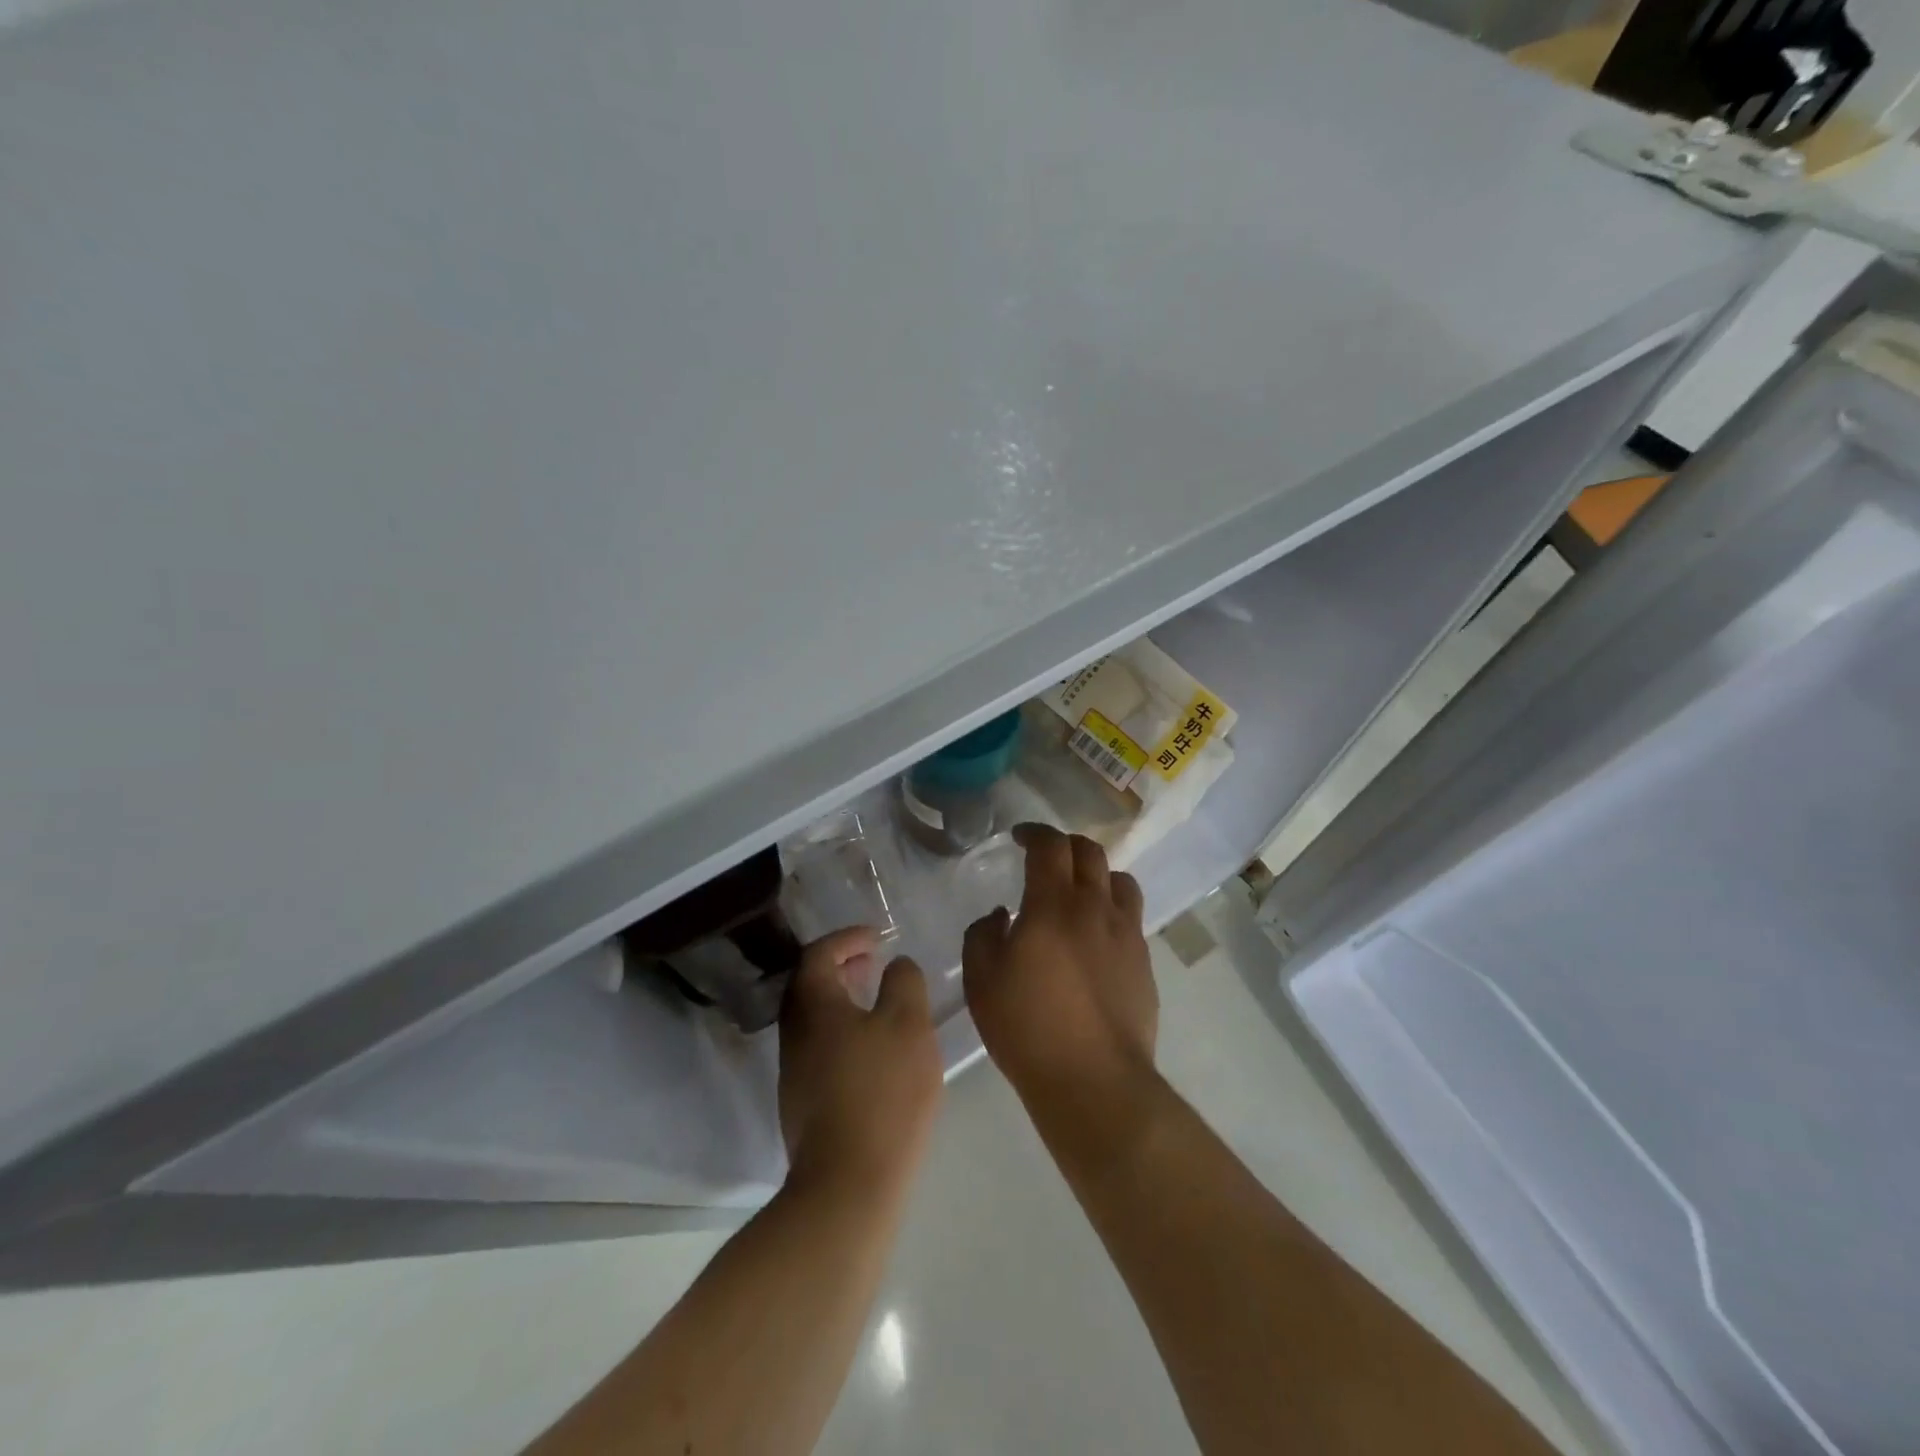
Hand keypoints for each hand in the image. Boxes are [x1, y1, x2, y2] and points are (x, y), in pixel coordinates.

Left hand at [779, 928, 942, 1195]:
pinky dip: (843, 1029)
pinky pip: (820, 1046)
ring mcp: (793, 1070)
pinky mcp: (802, 1102)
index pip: (819, 953)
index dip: (848, 938)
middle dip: (842, 966)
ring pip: (814, 1018)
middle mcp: (794, 1032)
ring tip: (878, 1002)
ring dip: (842, 999)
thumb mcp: (908, 1023)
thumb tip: (896, 966)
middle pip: (810, 984)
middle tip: (875, 963)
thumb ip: (904, 982)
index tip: (879, 938)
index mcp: (813, 1004)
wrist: (849, 1183)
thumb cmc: (883, 1091)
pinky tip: (873, 1049)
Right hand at [961, 824, 1156, 1111]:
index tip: (1019, 837)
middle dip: (1065, 845)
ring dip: (1097, 873)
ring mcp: (1127, 934)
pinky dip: (1112, 909)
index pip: (1050, 846)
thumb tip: (1001, 915)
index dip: (1034, 833)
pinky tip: (1096, 936)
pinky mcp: (1144, 961)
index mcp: (1053, 905)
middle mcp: (1096, 908)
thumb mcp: (981, 981)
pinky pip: (1131, 917)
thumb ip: (982, 936)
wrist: (1094, 1080)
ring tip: (1079, 890)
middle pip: (1090, 853)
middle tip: (1045, 856)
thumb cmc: (1028, 1028)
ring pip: (1120, 880)